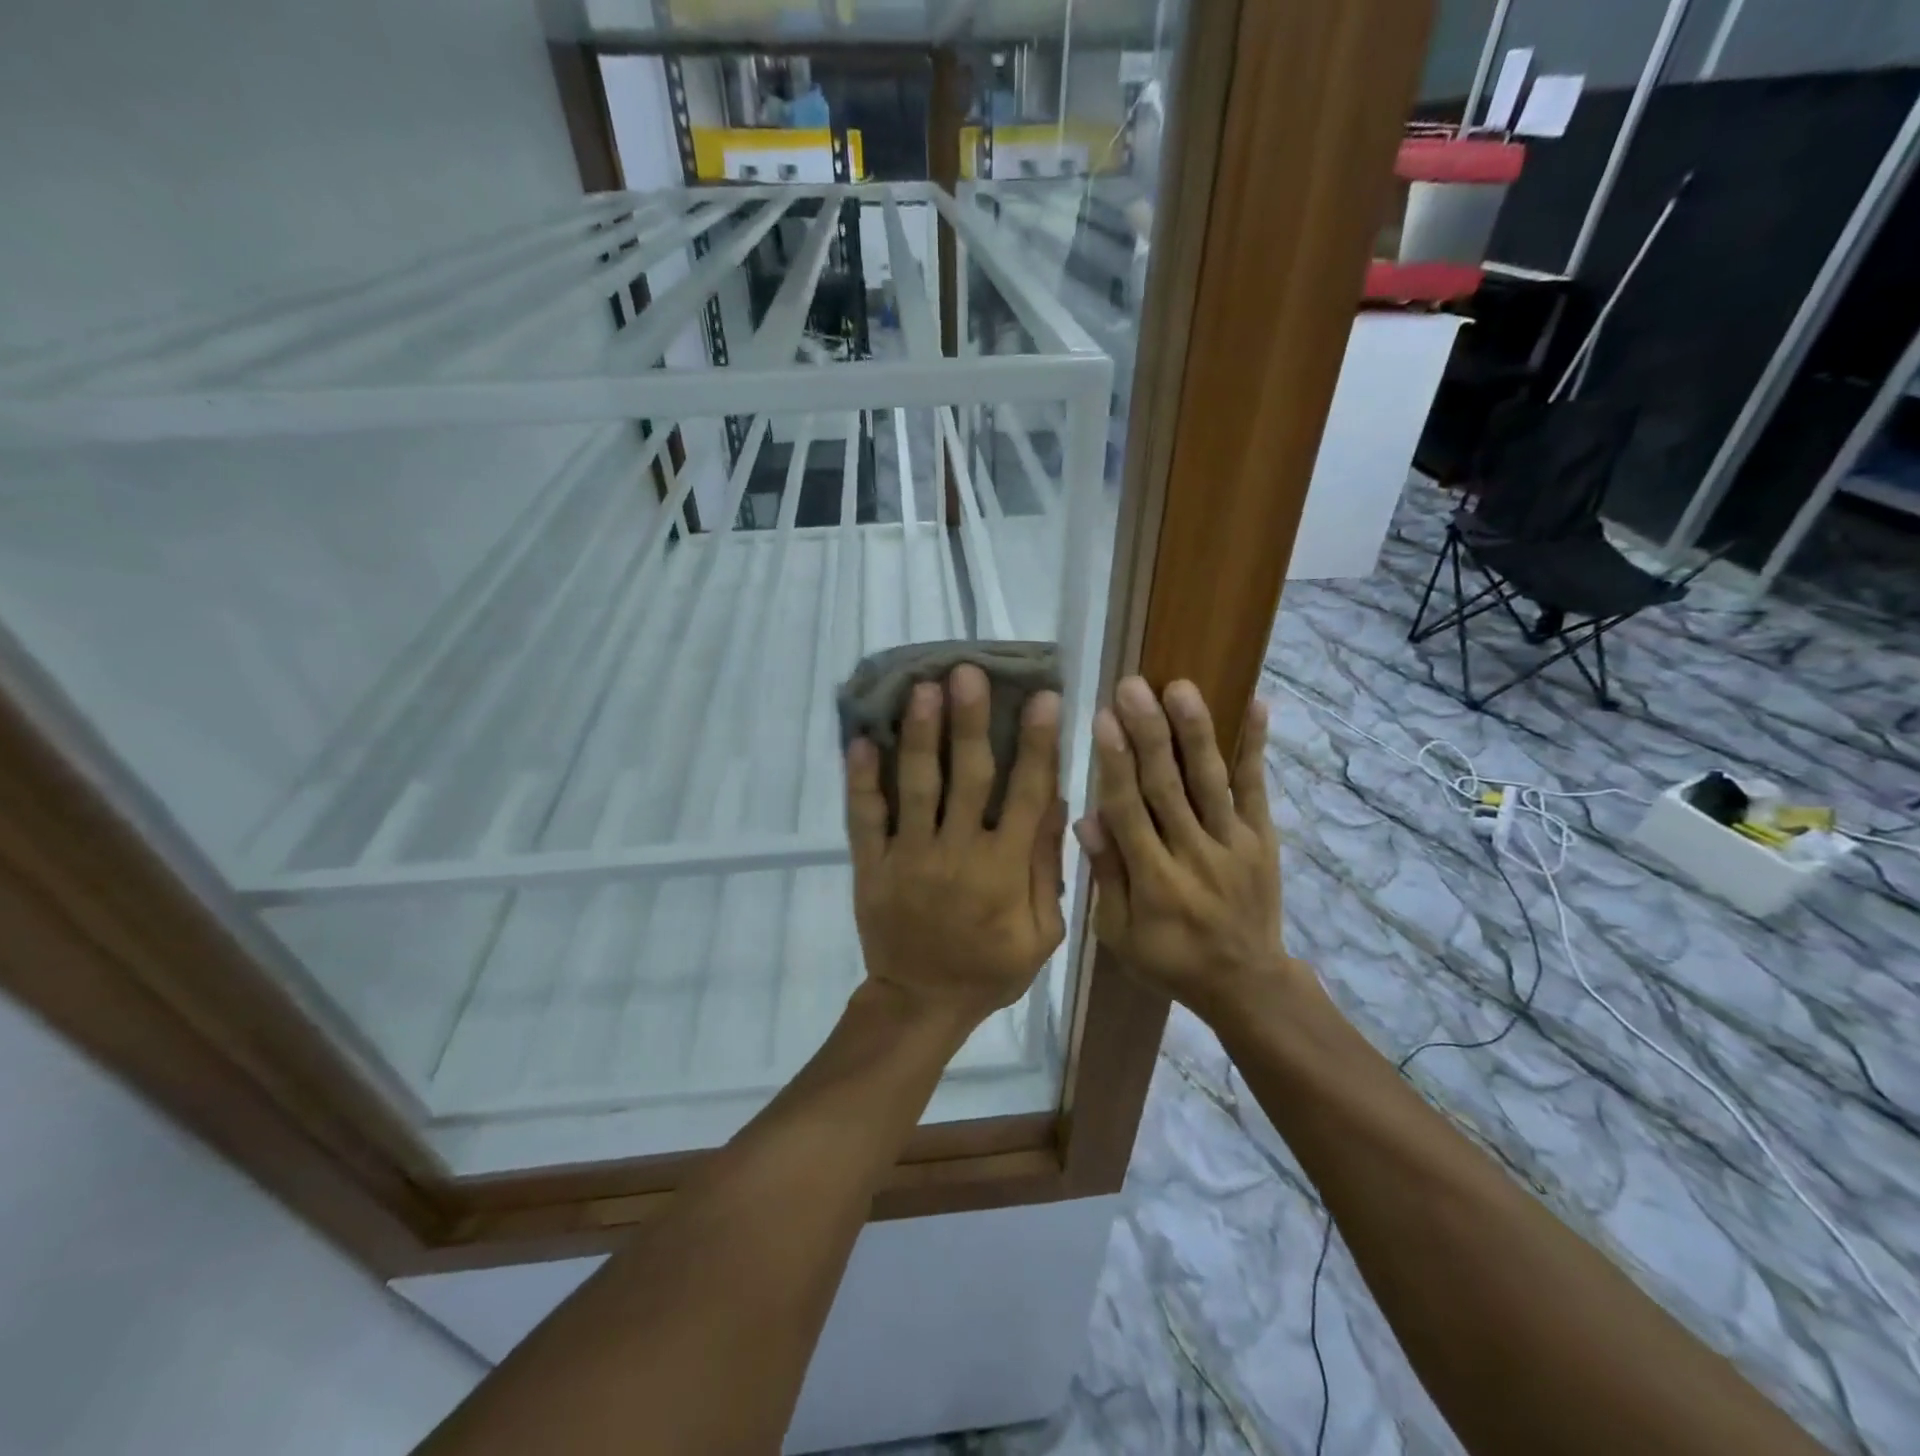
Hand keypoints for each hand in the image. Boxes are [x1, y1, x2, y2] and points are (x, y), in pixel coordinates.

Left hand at [845, 665, 1066, 1027]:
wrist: (921, 1003)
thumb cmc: (989, 968)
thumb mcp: (1041, 933)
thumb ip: (1046, 869)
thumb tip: (1056, 803)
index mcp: (1003, 869)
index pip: (1027, 794)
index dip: (1038, 744)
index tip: (1043, 697)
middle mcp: (957, 853)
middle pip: (968, 777)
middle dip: (970, 722)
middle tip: (967, 672)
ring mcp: (908, 857)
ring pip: (916, 786)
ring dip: (919, 735)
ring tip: (921, 688)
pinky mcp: (871, 866)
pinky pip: (864, 817)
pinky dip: (861, 780)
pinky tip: (860, 740)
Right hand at [1075, 677, 1291, 1021]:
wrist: (1246, 983)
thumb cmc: (1170, 959)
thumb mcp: (1120, 933)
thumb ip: (1107, 875)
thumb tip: (1087, 819)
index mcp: (1154, 880)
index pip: (1129, 811)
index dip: (1115, 764)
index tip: (1103, 719)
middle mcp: (1194, 854)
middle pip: (1167, 787)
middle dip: (1148, 733)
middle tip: (1132, 687)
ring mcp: (1233, 843)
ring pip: (1210, 781)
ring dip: (1195, 732)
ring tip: (1181, 687)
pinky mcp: (1262, 838)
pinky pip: (1257, 788)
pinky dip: (1255, 747)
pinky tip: (1257, 705)